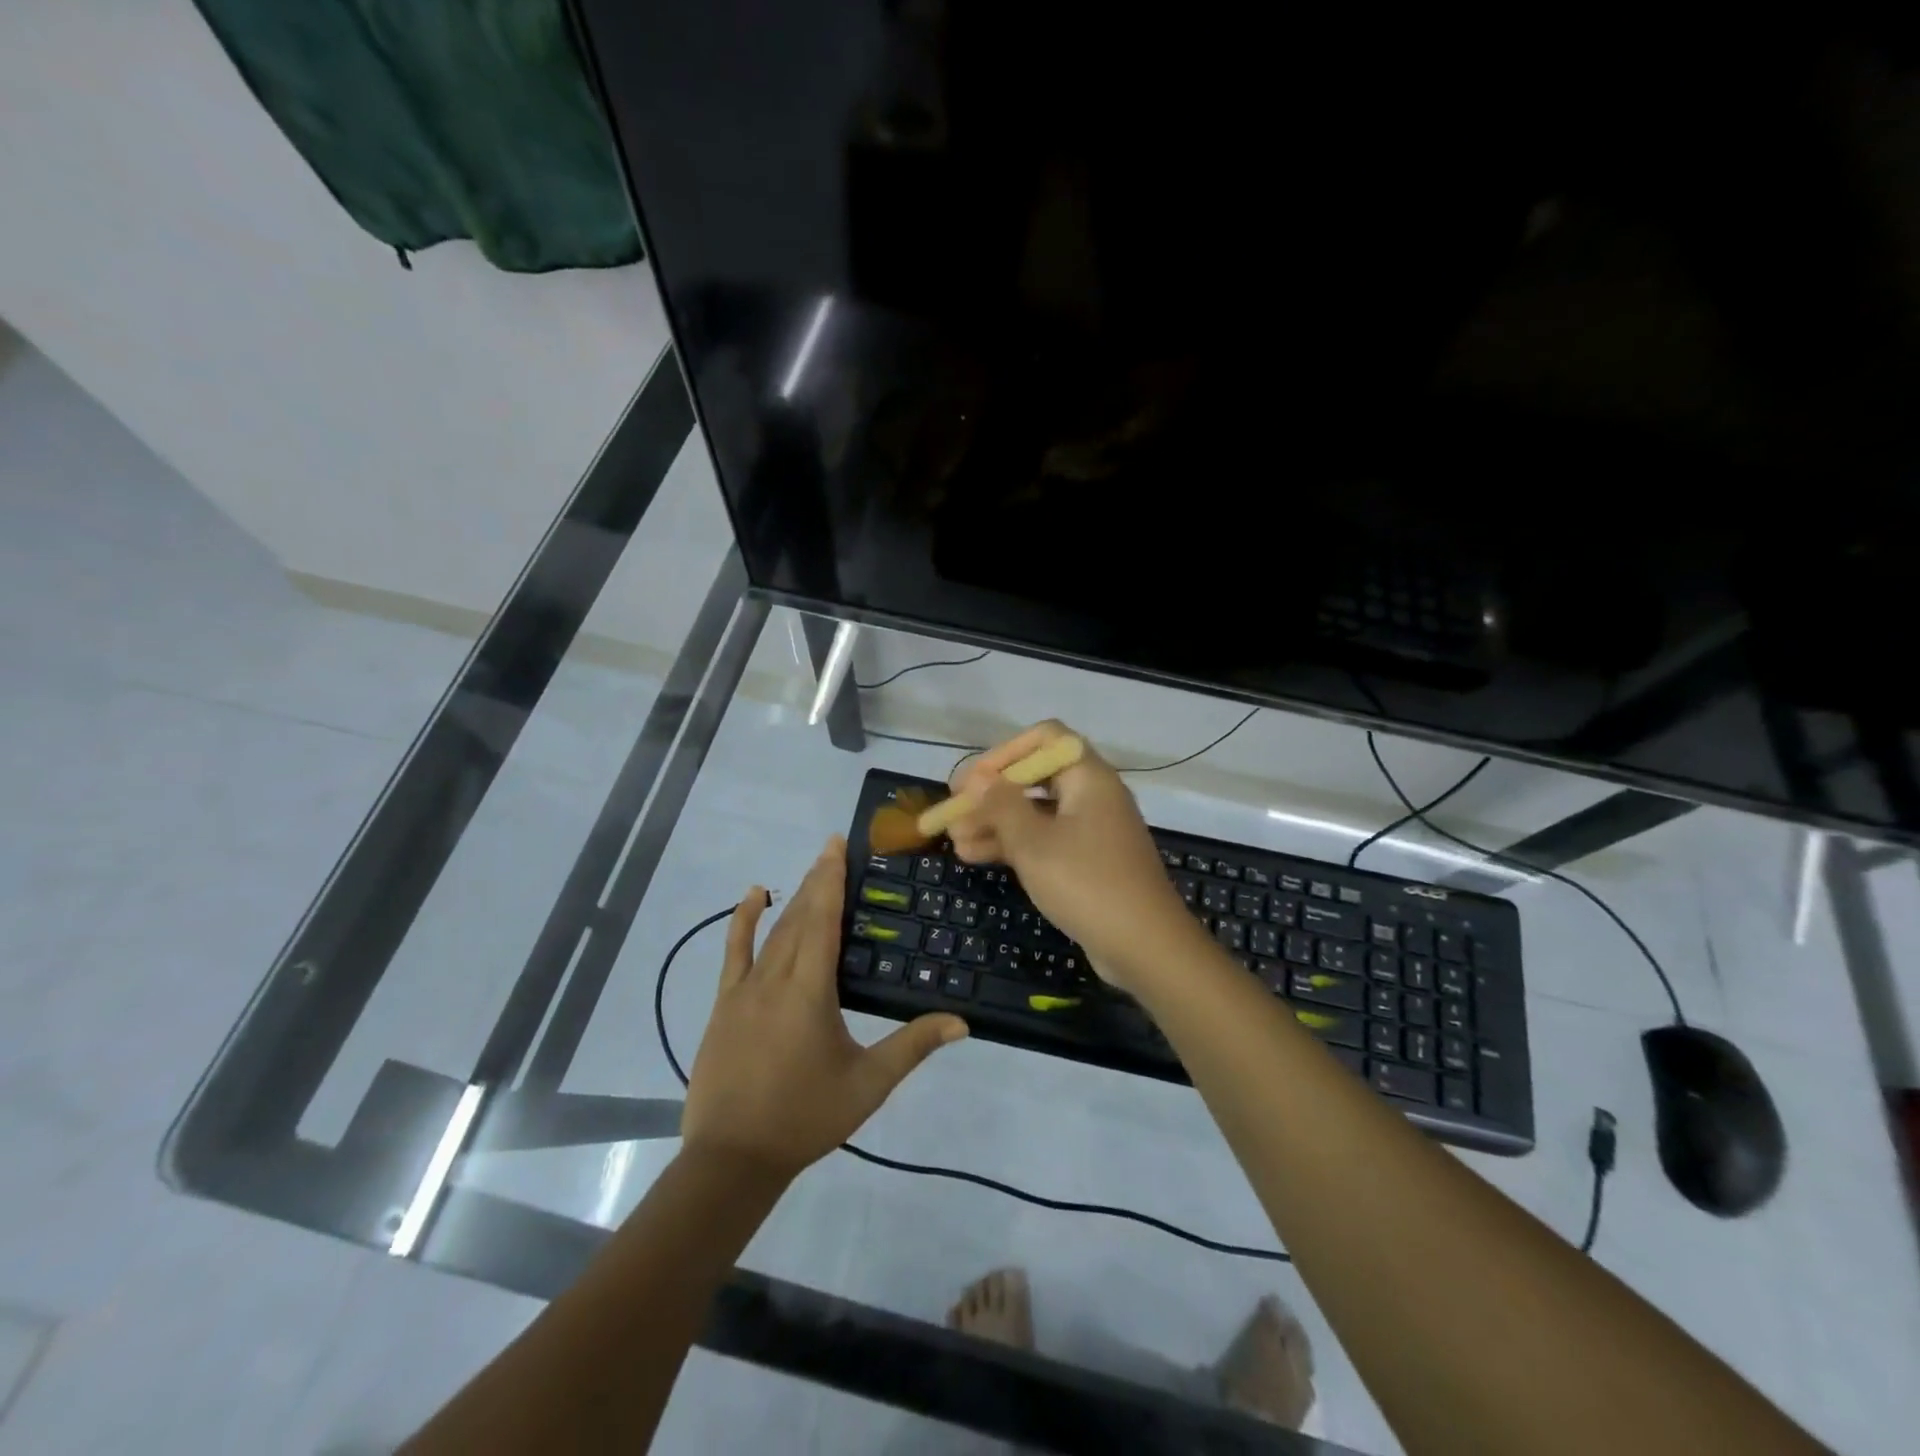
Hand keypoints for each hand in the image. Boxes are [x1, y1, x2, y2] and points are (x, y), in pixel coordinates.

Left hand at [681, 837, 967, 1179]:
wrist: (732, 1158)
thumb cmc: (805, 1117)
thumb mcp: (867, 1084)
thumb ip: (913, 1047)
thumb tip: (962, 1022)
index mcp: (810, 990)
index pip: (823, 920)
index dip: (831, 879)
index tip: (837, 845)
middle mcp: (776, 978)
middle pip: (799, 917)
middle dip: (817, 880)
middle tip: (833, 849)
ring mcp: (744, 989)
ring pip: (772, 931)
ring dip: (792, 897)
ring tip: (811, 869)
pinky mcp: (724, 1004)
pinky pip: (734, 952)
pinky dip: (742, 921)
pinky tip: (753, 897)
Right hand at [946, 721, 1203, 992]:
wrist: (1146, 947)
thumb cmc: (1087, 883)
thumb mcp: (1033, 843)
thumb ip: (1001, 805)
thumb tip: (978, 778)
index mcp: (1088, 777)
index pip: (1045, 739)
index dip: (1004, 753)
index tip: (971, 781)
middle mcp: (1092, 795)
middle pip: (1035, 778)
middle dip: (992, 794)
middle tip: (954, 813)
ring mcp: (1091, 830)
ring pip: (1035, 813)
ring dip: (995, 823)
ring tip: (955, 840)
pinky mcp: (1088, 861)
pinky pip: (1045, 840)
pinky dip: (1014, 845)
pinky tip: (975, 857)